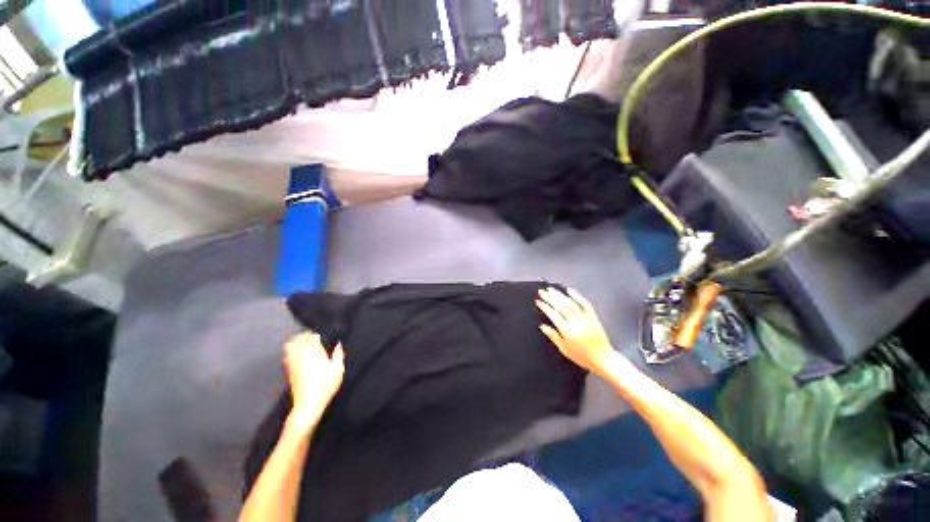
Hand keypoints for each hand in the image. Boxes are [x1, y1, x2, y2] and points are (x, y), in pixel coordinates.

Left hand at [284, 332, 344, 427]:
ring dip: (296, 342)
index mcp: (315, 353)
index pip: (312, 337)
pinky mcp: (288, 370)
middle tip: (312, 338)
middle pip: (298, 339)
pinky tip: (298, 354)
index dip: (316, 335)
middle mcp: (301, 355)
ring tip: (304, 344)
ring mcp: (293, 362)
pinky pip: (287, 355)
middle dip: (304, 336)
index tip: (321, 338)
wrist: (308, 404)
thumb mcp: (338, 370)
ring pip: (290, 346)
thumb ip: (338, 355)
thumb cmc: (325, 386)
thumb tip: (338, 344)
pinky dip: (291, 351)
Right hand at [536, 287, 618, 374]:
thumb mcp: (564, 349)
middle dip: (550, 297)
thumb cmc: (581, 356)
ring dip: (559, 294)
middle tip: (541, 291)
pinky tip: (569, 290)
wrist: (603, 359)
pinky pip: (585, 304)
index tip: (538, 301)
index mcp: (567, 331)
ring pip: (570, 302)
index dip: (545, 307)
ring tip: (551, 289)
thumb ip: (553, 336)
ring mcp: (585, 318)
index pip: (553, 315)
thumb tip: (542, 326)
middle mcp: (576, 322)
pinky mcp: (593, 316)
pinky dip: (577, 296)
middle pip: (561, 306)